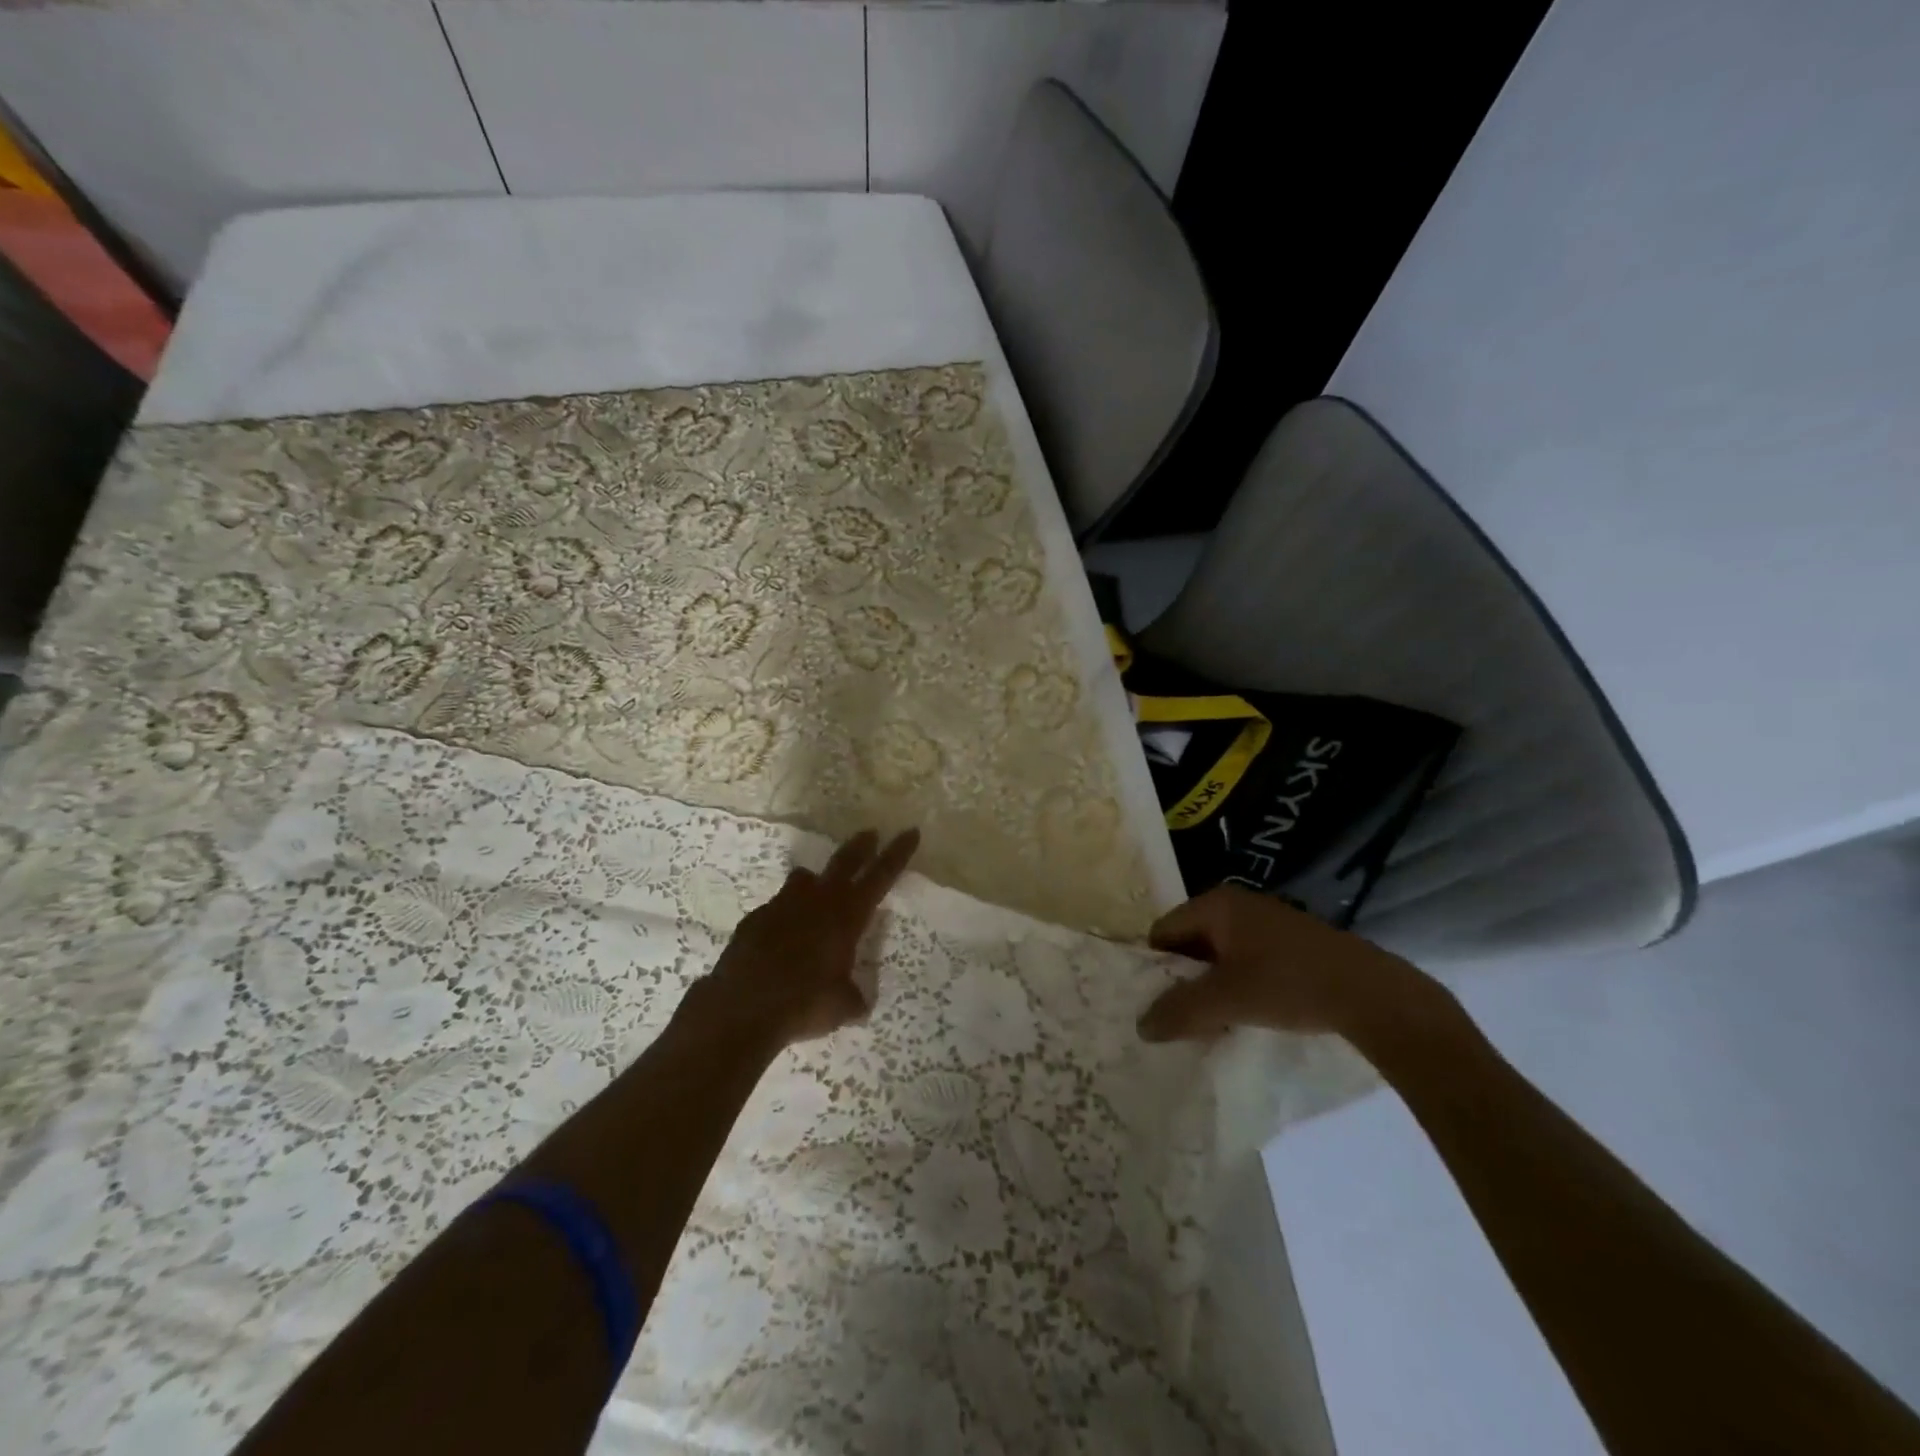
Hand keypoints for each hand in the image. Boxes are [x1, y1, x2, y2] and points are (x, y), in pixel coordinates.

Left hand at [698, 828, 919, 1046]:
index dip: (897, 853)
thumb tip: (856, 1002)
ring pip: (804, 878)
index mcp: (847, 916)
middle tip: (870, 833)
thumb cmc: (804, 1003)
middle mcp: (817, 901)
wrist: (741, 1008)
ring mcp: (782, 905)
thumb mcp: (842, 1006)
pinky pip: (776, 908)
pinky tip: (782, 937)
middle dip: (860, 846)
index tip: (910, 832)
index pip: (880, 876)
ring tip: (817, 888)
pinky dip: (785, 915)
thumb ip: (853, 997)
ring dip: (816, 880)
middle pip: (844, 861)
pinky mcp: (755, 919)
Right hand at [1136, 885, 1448, 1043]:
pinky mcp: (1290, 941)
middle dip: (1182, 979)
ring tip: (1212, 1021)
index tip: (1156, 1003)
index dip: (1154, 967)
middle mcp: (1236, 903)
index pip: (1163, 931)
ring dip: (1211, 985)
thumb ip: (1179, 1011)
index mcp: (1215, 904)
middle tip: (1180, 1017)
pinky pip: (1246, 959)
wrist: (1371, 994)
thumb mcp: (1226, 1001)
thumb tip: (1141, 1026)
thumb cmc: (1288, 984)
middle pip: (1190, 942)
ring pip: (1219, 954)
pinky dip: (1238, 984)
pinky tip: (1246, 1013)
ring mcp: (1266, 920)